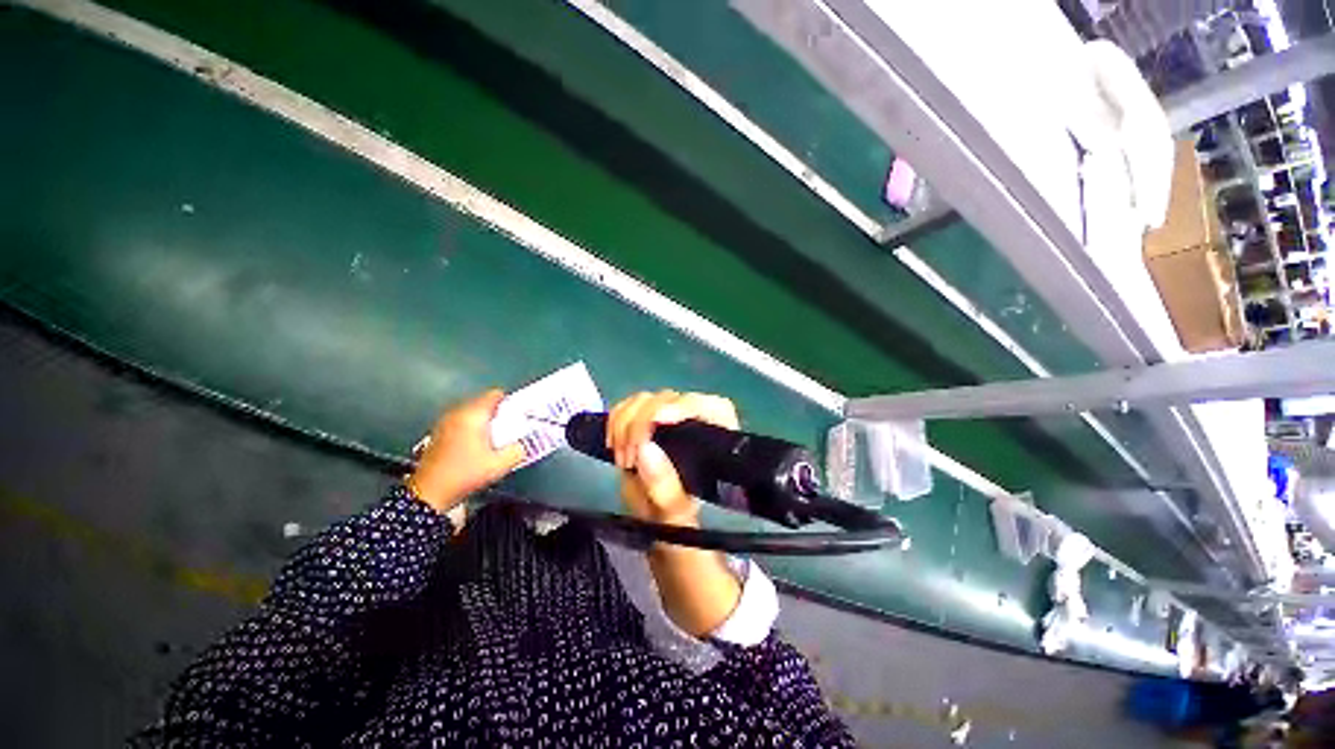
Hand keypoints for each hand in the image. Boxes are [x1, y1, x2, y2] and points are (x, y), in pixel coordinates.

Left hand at [407, 389, 523, 513]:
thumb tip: (522, 445)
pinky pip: (458, 423)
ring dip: (480, 425)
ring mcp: (445, 420)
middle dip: (495, 417)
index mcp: (474, 413)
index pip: (494, 395)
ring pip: (469, 414)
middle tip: (504, 436)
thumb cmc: (466, 473)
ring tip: (487, 445)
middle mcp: (458, 410)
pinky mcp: (438, 431)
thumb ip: (516, 452)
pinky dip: (467, 431)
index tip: (514, 422)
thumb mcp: (498, 466)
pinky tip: (469, 451)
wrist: (432, 488)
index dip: (508, 405)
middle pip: (481, 404)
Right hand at [609, 390, 744, 634]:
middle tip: (625, 458)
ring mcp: (673, 435)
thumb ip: (665, 493)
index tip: (658, 423)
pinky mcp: (648, 436)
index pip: (712, 408)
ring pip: (649, 401)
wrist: (674, 556)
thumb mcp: (678, 528)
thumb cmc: (687, 546)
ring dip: (625, 421)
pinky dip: (617, 421)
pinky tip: (612, 443)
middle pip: (673, 399)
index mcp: (720, 454)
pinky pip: (631, 412)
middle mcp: (700, 436)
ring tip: (619, 456)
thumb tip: (647, 449)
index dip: (685, 406)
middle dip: (642, 420)